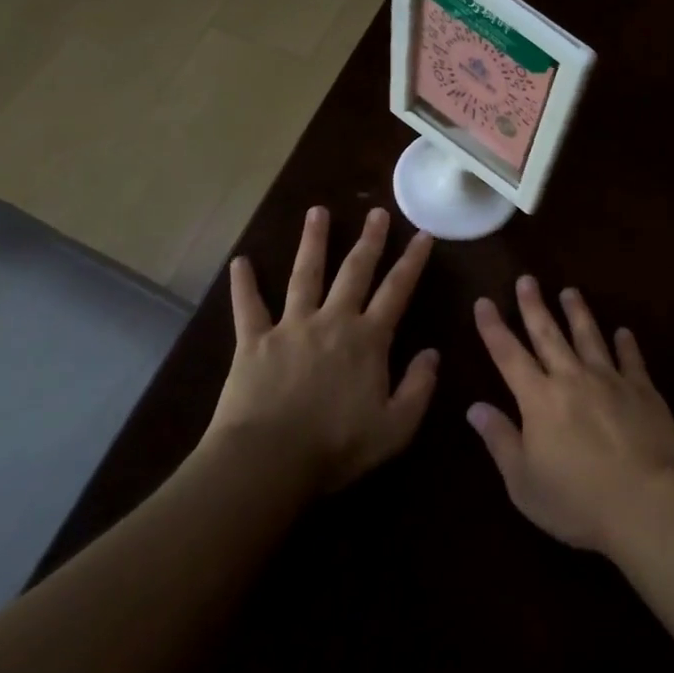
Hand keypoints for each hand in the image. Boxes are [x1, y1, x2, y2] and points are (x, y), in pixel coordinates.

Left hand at [204, 206, 438, 493]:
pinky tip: (241, 261)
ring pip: (305, 275)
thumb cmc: (337, 446)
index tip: (423, 234)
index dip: (412, 261)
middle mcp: (333, 321)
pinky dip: (244, 284)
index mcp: (369, 340)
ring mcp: (291, 327)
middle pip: (354, 271)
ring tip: (317, 212)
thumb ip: (419, 387)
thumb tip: (432, 353)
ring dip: (313, 242)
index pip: (397, 291)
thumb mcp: (396, 426)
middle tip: (377, 212)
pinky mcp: (253, 341)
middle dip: (369, 240)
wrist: (269, 460)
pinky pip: (248, 307)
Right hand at [467, 276, 673, 553]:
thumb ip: (500, 440)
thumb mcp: (524, 481)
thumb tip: (474, 407)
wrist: (648, 501)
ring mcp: (611, 380)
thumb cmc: (577, 500)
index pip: (508, 354)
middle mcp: (572, 378)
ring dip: (578, 313)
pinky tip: (623, 332)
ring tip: (570, 291)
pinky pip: (632, 359)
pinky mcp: (644, 390)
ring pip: (590, 337)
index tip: (484, 302)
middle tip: (527, 279)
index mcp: (538, 399)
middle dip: (534, 306)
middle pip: (548, 334)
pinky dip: (626, 343)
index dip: (493, 328)